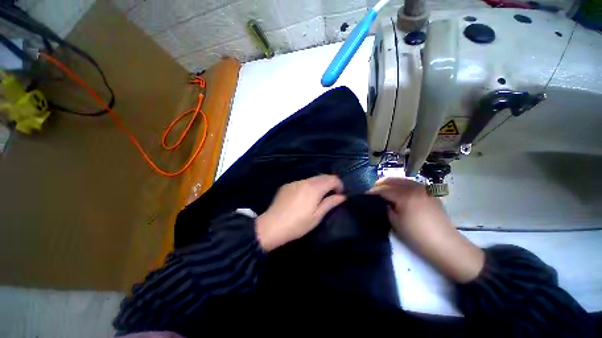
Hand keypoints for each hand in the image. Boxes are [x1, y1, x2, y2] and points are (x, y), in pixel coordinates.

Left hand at [256, 175, 345, 251]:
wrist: (272, 226)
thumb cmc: (297, 224)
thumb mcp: (317, 216)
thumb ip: (330, 203)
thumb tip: (342, 196)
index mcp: (314, 188)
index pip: (332, 179)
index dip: (339, 185)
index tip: (339, 195)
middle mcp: (305, 181)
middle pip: (323, 176)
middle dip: (330, 184)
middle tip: (331, 196)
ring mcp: (295, 182)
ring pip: (312, 179)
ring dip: (319, 185)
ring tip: (318, 197)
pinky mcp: (287, 185)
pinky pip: (302, 182)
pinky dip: (308, 186)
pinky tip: (304, 197)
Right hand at [369, 178, 484, 282]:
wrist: (445, 244)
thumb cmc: (417, 235)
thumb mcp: (396, 222)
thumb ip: (387, 208)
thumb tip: (385, 202)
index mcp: (405, 195)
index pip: (384, 190)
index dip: (373, 192)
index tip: (365, 194)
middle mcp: (414, 188)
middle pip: (393, 180)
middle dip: (380, 183)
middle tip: (373, 189)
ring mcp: (424, 189)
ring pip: (403, 180)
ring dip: (391, 182)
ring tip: (384, 188)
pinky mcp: (430, 194)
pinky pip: (412, 184)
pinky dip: (402, 185)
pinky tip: (399, 190)